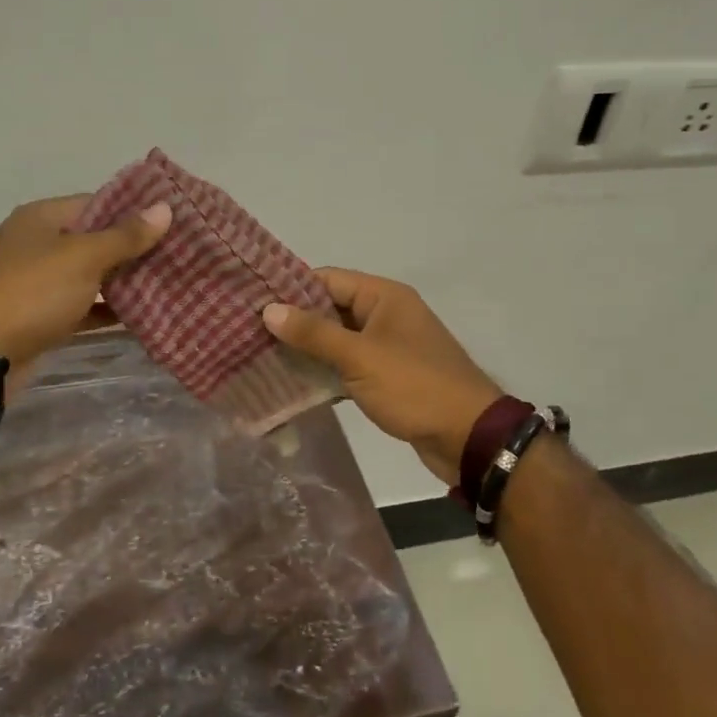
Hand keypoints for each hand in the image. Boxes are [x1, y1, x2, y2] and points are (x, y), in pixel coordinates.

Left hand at [0, 195, 170, 367]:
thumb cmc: (32, 292)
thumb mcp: (83, 257)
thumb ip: (125, 236)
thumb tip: (164, 208)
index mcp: (43, 218)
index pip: (97, 203)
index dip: (135, 210)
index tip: (172, 220)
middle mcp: (39, 245)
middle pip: (95, 240)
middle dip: (134, 249)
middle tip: (179, 254)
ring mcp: (38, 283)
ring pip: (90, 276)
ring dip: (124, 282)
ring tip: (170, 283)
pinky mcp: (41, 318)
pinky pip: (82, 307)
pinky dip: (107, 311)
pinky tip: (142, 316)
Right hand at [262, 269, 502, 485]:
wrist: (468, 437)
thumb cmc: (414, 386)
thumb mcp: (359, 357)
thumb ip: (314, 333)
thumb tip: (269, 309)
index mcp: (383, 296)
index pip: (327, 279)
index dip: (290, 288)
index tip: (252, 301)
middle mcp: (385, 314)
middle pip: (330, 308)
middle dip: (294, 321)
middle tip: (249, 332)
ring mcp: (387, 346)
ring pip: (338, 339)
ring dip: (307, 348)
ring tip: (261, 356)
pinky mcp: (387, 375)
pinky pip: (348, 364)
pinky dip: (325, 370)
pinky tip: (293, 382)